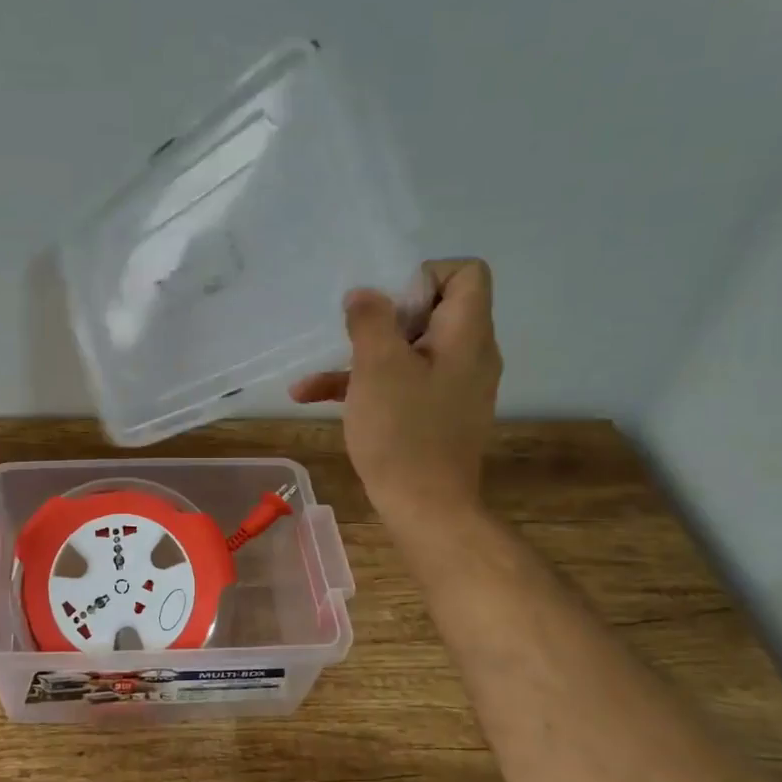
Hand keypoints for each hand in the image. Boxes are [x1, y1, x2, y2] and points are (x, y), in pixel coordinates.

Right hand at [290, 259, 501, 531]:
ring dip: (363, 355)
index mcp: (467, 336)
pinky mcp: (436, 413)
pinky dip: (366, 385)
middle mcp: (469, 355)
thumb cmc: (403, 432)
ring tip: (317, 374)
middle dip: (385, 318)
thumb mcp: (378, 367)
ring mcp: (453, 387)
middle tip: (354, 337)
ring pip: (409, 350)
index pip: (467, 273)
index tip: (387, 306)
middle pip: (434, 309)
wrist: (425, 508)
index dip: (424, 276)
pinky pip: (402, 382)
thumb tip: (364, 293)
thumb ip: (371, 320)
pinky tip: (312, 397)